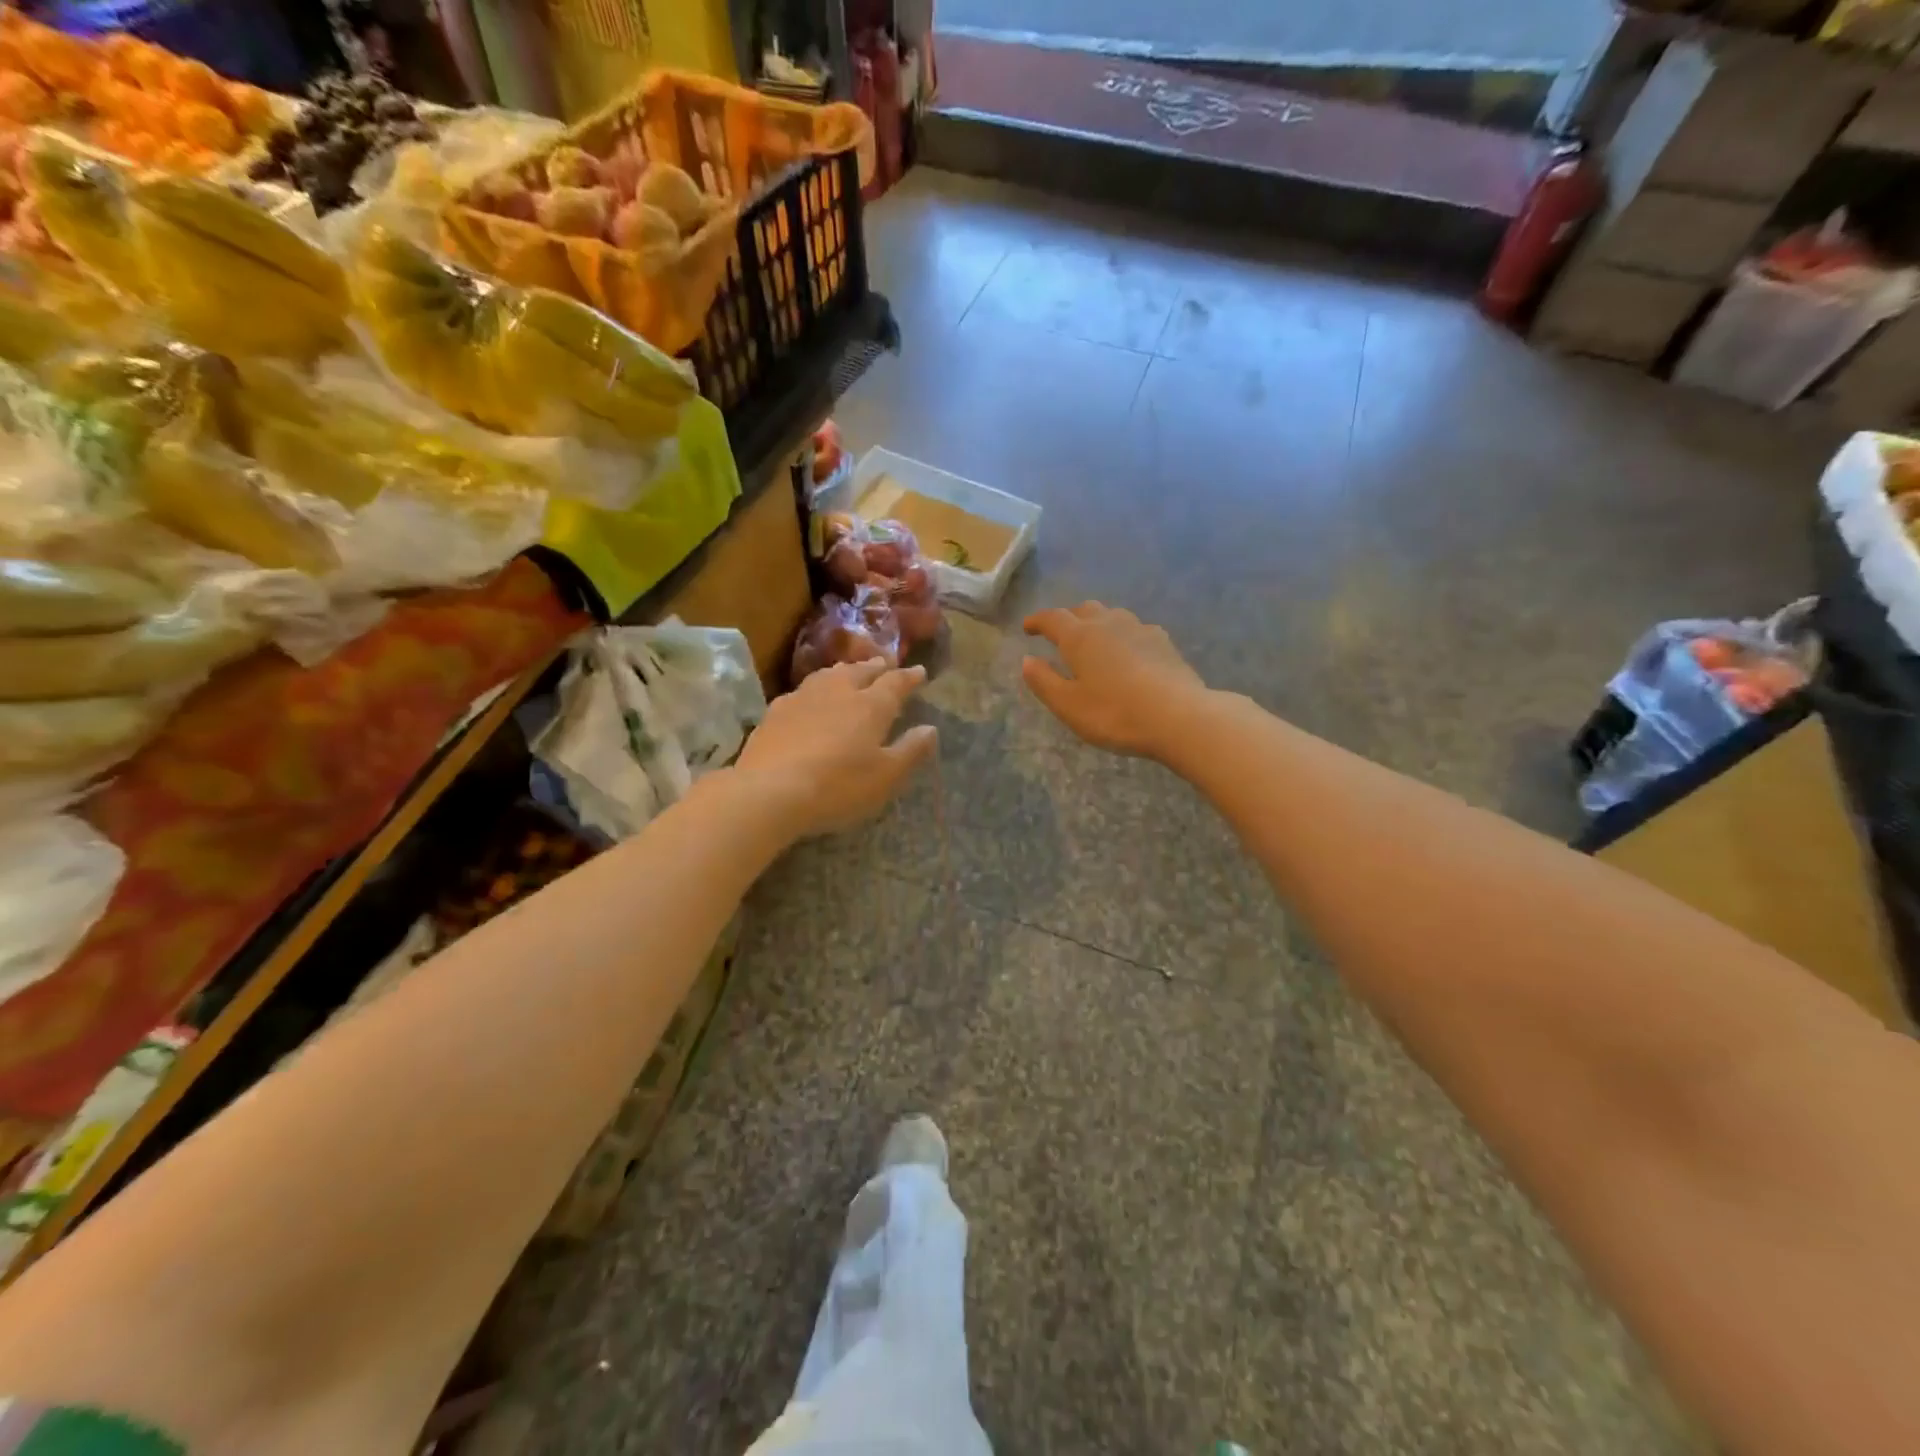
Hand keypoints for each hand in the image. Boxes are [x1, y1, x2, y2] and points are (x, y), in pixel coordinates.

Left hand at [732, 660, 937, 837]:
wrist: (769, 791)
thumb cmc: (838, 786)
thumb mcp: (886, 776)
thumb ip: (910, 751)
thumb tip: (930, 729)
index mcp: (870, 706)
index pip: (895, 683)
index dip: (909, 677)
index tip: (919, 672)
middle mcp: (838, 692)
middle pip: (861, 671)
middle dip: (877, 667)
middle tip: (886, 664)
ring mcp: (803, 698)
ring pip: (829, 675)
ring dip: (845, 671)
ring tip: (851, 672)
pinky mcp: (775, 711)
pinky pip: (803, 690)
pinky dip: (816, 689)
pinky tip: (811, 697)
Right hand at [1022, 602, 1208, 758]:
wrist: (1179, 716)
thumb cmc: (1115, 714)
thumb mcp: (1069, 706)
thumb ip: (1044, 681)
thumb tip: (1027, 660)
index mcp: (1080, 637)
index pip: (1053, 618)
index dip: (1037, 621)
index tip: (1028, 627)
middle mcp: (1109, 624)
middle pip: (1085, 610)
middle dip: (1069, 618)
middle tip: (1060, 635)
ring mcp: (1140, 630)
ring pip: (1113, 615)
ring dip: (1098, 622)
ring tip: (1094, 640)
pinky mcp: (1164, 642)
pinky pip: (1136, 629)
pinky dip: (1123, 635)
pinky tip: (1129, 651)